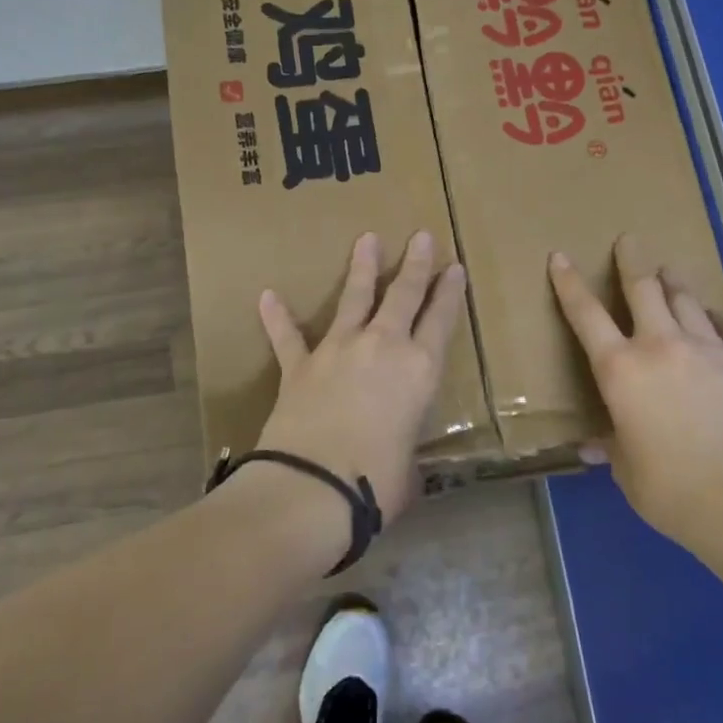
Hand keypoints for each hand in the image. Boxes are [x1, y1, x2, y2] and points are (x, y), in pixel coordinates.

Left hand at [251, 231, 464, 527]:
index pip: (441, 320)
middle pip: (403, 295)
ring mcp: (338, 351)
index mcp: (420, 370)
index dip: (450, 292)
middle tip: (421, 235)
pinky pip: (288, 336)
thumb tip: (399, 461)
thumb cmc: (376, 482)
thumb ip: (406, 451)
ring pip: (354, 299)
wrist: (312, 487)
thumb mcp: (409, 468)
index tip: (455, 266)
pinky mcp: (300, 365)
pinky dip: (277, 317)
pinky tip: (268, 296)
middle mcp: (382, 347)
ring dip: (362, 268)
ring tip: (367, 239)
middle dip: (415, 264)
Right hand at [549, 235, 722, 536]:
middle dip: (631, 260)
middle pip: (643, 288)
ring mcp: (709, 349)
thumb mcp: (628, 469)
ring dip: (674, 283)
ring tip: (669, 272)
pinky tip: (715, 320)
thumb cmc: (670, 488)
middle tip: (629, 240)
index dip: (569, 284)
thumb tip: (594, 448)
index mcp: (621, 370)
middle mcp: (661, 346)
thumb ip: (613, 447)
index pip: (585, 315)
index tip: (560, 257)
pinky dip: (716, 320)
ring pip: (687, 300)